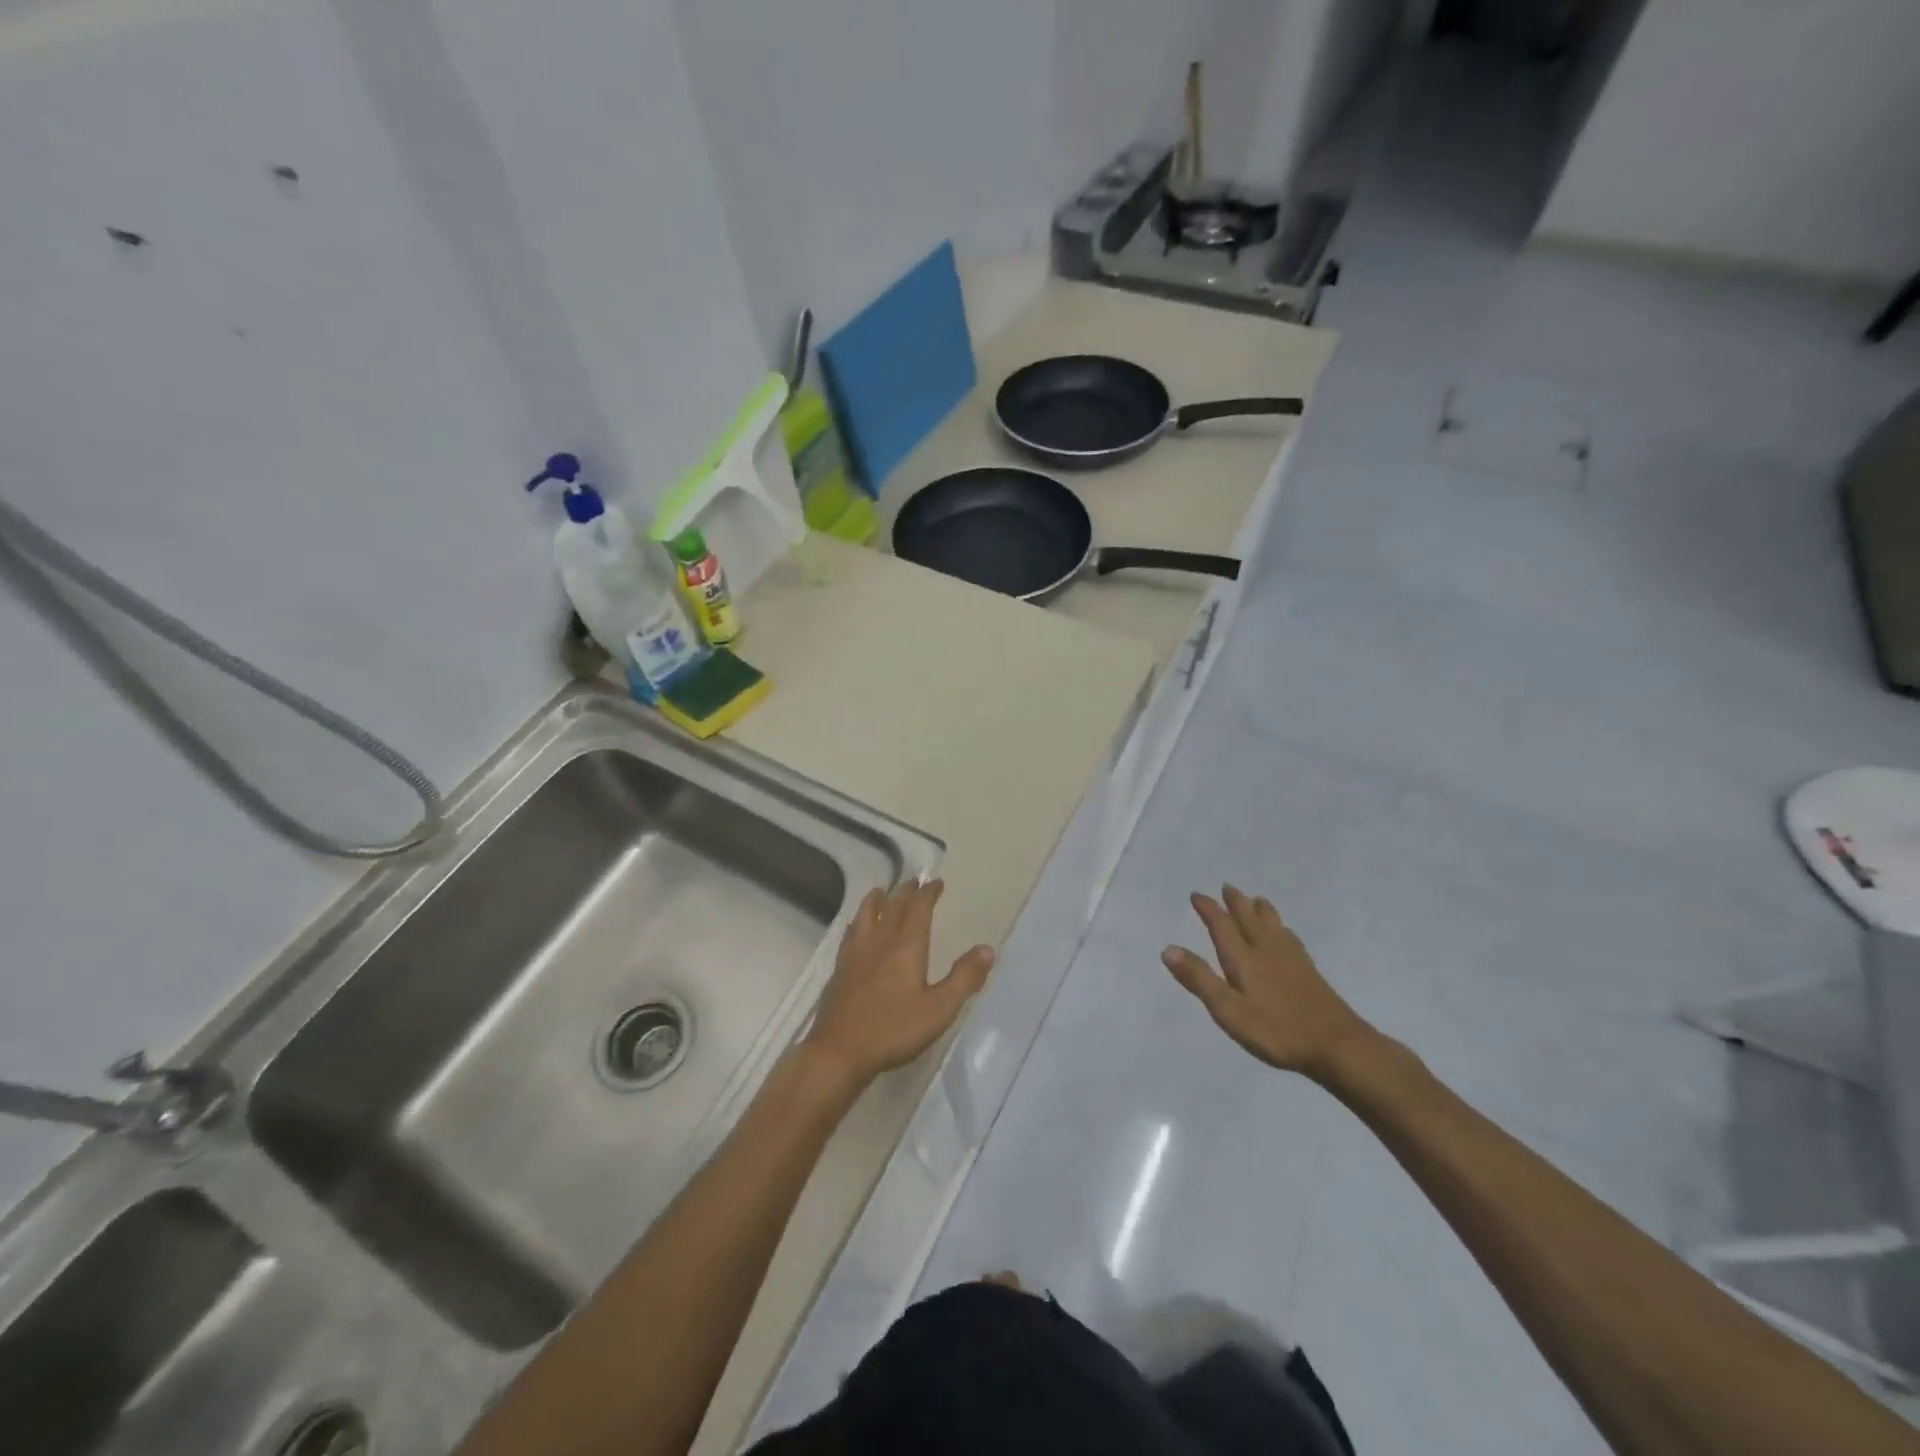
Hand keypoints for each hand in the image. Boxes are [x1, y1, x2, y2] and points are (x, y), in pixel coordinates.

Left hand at [805, 879, 994, 1087]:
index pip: (919, 909)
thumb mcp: (939, 1009)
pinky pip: (850, 933)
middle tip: (914, 882)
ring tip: (882, 892)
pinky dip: (858, 922)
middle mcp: (880, 941)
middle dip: (906, 892)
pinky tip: (856, 929)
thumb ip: (964, 978)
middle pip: (893, 907)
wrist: (839, 1050)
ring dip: (877, 900)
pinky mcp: (839, 969)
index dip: (928, 893)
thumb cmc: (894, 1029)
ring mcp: (855, 954)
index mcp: (906, 946)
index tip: (936, 882)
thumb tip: (987, 949)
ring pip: (866, 915)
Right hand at [1162, 885, 1377, 1082]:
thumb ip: (1199, 979)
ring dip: (1260, 910)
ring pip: (1272, 925)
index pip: (1222, 926)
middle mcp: (1266, 950)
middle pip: (1249, 918)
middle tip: (1227, 887)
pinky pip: (1290, 938)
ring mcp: (1291, 960)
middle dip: (1236, 902)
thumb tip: (1168, 948)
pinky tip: (1285, 933)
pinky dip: (1281, 928)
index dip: (1209, 909)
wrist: (1337, 1045)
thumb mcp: (1228, 1010)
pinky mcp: (1309, 971)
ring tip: (1256, 899)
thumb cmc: (1276, 1030)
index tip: (1197, 895)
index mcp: (1244, 959)